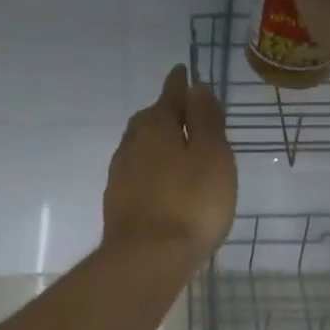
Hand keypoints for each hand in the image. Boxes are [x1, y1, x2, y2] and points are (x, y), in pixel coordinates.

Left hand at [101, 65, 236, 268]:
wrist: (147, 258)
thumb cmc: (191, 203)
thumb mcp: (212, 156)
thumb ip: (205, 120)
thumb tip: (196, 87)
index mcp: (156, 127)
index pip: (170, 95)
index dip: (180, 83)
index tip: (183, 71)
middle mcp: (132, 144)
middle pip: (149, 119)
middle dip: (165, 112)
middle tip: (184, 113)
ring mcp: (120, 174)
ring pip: (139, 146)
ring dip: (156, 141)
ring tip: (175, 146)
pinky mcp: (117, 201)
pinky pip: (136, 171)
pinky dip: (150, 167)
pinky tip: (160, 181)